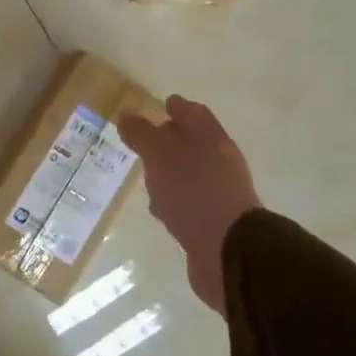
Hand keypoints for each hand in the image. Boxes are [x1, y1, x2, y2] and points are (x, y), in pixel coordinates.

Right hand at [119, 95, 260, 315]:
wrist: (229, 251)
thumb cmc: (193, 192)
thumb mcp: (160, 155)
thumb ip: (142, 134)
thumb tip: (126, 114)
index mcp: (211, 138)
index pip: (193, 113)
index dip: (177, 107)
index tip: (161, 104)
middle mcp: (219, 162)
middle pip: (194, 143)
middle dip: (171, 140)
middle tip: (145, 141)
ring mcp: (218, 193)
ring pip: (190, 174)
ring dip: (170, 173)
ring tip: (147, 176)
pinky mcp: (213, 222)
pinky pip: (189, 203)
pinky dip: (174, 200)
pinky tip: (160, 209)